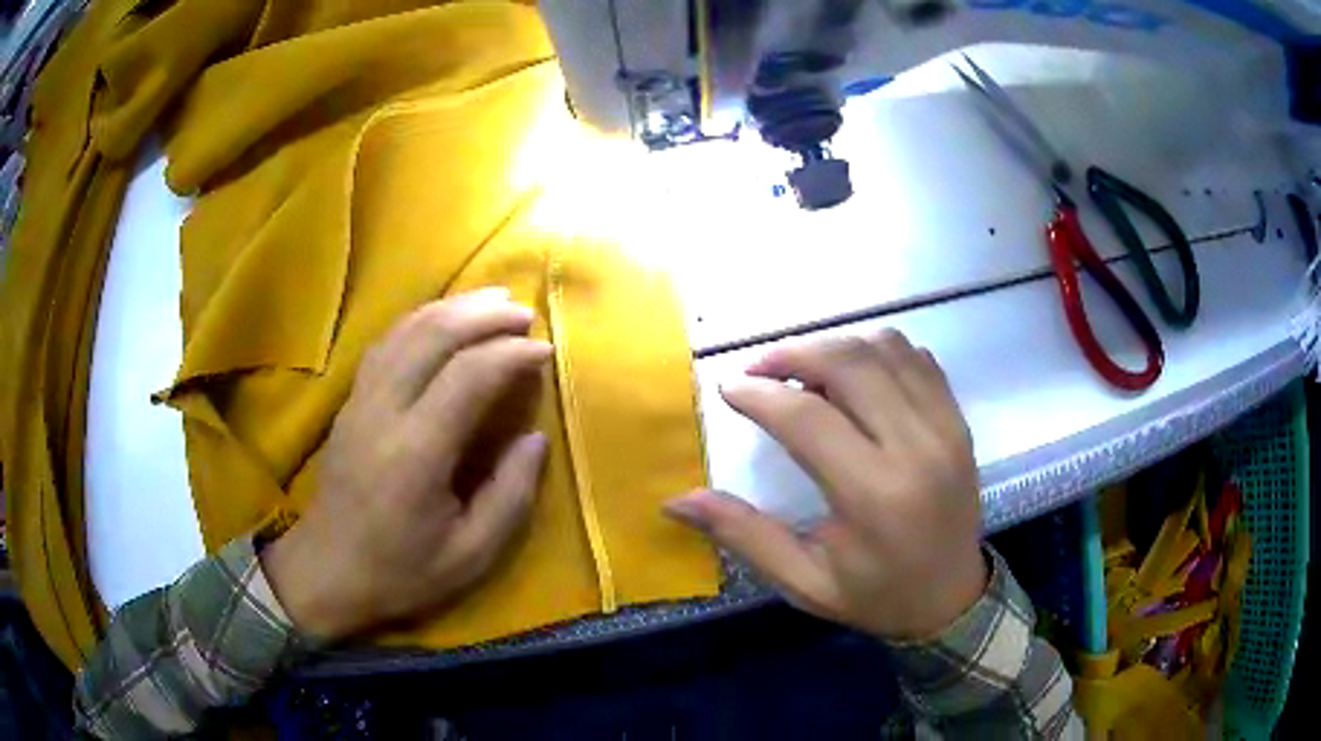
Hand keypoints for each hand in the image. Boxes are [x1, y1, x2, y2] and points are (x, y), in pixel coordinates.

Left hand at [262, 288, 552, 640]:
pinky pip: (386, 342)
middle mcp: (384, 412)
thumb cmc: (401, 572)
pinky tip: (442, 318)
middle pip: (433, 335)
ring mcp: (360, 400)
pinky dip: (420, 319)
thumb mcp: (471, 556)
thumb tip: (535, 438)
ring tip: (491, 300)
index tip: (544, 350)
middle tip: (524, 312)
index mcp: (416, 453)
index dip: (510, 354)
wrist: (327, 571)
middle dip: (483, 314)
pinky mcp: (350, 401)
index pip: (468, 376)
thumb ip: (510, 496)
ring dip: (452, 307)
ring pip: (406, 330)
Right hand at [666, 331, 985, 638]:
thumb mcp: (803, 581)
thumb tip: (676, 501)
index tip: (728, 388)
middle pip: (848, 363)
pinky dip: (876, 351)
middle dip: (792, 352)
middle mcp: (916, 448)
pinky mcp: (958, 418)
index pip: (808, 417)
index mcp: (874, 496)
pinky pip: (915, 357)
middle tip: (759, 370)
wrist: (953, 597)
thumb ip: (743, 535)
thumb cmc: (876, 595)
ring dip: (834, 345)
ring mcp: (945, 426)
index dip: (759, 394)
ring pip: (884, 347)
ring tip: (805, 372)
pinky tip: (854, 376)